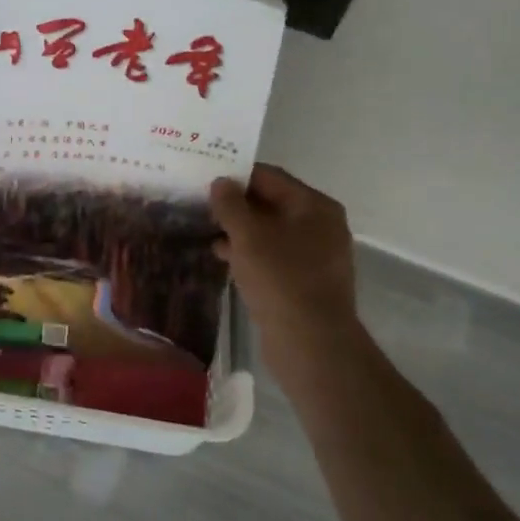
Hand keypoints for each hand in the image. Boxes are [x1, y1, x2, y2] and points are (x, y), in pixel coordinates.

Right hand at [210, 165, 360, 373]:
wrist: (311, 345)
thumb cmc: (280, 279)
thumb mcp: (247, 235)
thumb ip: (230, 204)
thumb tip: (220, 182)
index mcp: (314, 206)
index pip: (269, 177)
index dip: (236, 175)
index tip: (204, 176)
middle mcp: (320, 225)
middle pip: (270, 203)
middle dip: (235, 204)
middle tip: (200, 203)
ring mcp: (315, 255)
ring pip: (269, 231)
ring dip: (239, 229)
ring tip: (205, 228)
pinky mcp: (304, 281)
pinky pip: (273, 256)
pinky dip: (249, 252)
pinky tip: (221, 256)